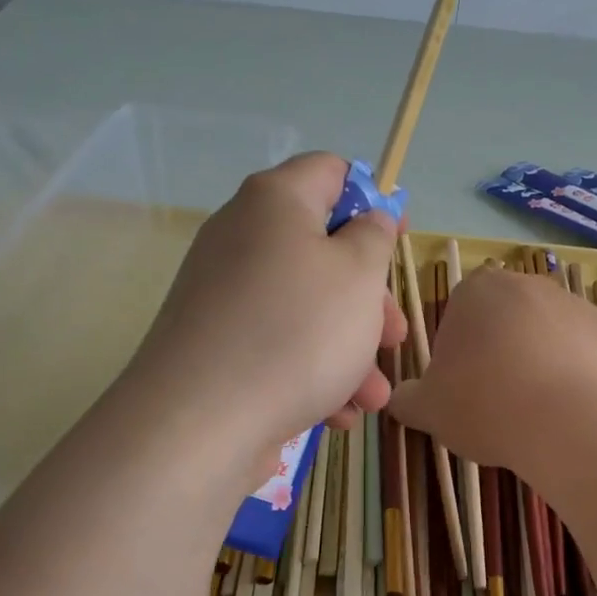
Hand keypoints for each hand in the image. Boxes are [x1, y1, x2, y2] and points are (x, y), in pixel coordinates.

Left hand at [126, 154, 406, 457]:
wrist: (199, 423)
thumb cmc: (297, 332)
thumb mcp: (359, 275)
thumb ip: (374, 236)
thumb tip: (368, 219)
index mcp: (275, 202)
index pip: (330, 172)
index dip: (372, 198)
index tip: (398, 238)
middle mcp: (241, 237)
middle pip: (321, 250)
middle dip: (368, 297)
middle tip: (392, 335)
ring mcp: (223, 294)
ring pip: (304, 307)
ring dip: (348, 348)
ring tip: (373, 397)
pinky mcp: (214, 344)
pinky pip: (275, 343)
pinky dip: (311, 370)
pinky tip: (336, 412)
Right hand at [387, 265, 596, 474]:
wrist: (569, 422)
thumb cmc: (485, 404)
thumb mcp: (427, 409)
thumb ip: (407, 398)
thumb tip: (399, 399)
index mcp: (477, 290)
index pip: (459, 313)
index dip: (457, 352)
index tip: (462, 387)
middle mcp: (528, 284)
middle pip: (506, 320)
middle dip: (501, 353)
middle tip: (497, 401)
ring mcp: (576, 304)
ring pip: (548, 336)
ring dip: (541, 363)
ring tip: (537, 412)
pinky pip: (587, 354)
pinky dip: (580, 376)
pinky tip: (573, 409)